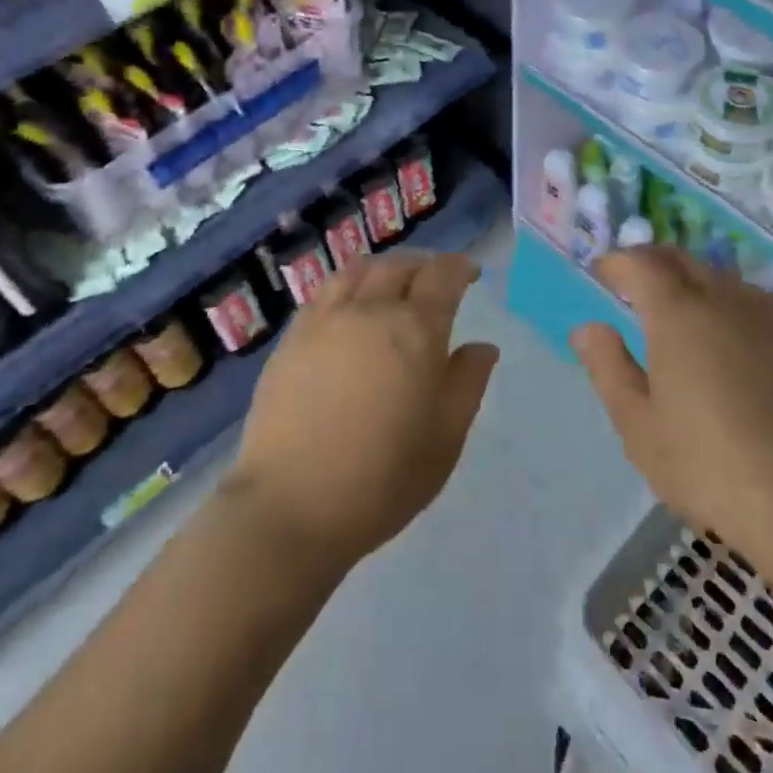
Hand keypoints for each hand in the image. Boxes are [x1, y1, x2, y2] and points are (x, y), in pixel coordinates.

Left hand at [226, 251, 497, 568]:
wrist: (290, 506)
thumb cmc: (382, 479)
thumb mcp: (445, 439)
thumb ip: (467, 383)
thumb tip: (482, 346)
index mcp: (415, 330)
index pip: (442, 276)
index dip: (459, 268)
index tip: (469, 274)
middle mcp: (370, 310)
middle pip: (399, 266)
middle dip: (424, 265)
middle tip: (434, 281)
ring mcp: (325, 320)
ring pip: (359, 270)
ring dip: (384, 268)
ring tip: (392, 283)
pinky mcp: (292, 338)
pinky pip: (325, 292)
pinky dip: (348, 286)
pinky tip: (349, 307)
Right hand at [573, 248, 772, 566]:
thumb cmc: (704, 462)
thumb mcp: (637, 423)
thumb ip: (608, 367)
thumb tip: (587, 328)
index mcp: (677, 313)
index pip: (640, 264)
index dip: (616, 263)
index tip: (598, 274)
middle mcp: (719, 299)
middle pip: (679, 258)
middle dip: (648, 260)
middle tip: (626, 280)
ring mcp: (758, 316)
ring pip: (713, 272)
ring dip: (683, 272)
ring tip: (665, 299)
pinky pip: (741, 293)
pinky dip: (716, 291)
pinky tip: (713, 322)